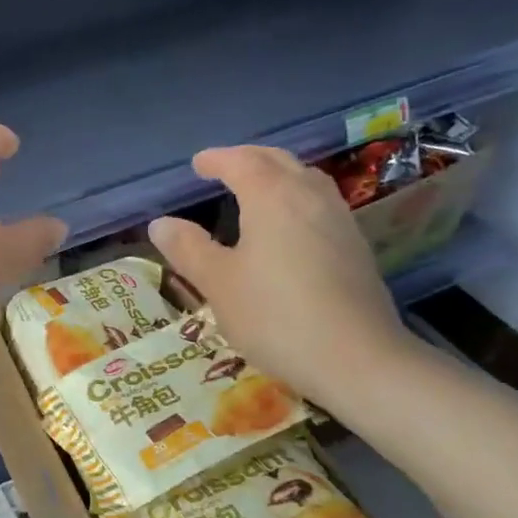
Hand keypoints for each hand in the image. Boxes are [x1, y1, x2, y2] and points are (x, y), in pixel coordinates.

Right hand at [146, 145, 415, 408]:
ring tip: (258, 189)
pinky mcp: (355, 247)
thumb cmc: (275, 316)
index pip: (241, 162)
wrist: (357, 358)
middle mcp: (309, 197)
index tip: (198, 164)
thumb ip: (188, 249)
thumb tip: (160, 223)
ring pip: (306, 179)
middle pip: (279, 161)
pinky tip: (290, 225)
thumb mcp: (218, 284)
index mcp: (272, 197)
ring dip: (278, 174)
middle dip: (249, 158)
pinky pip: (321, 203)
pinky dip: (297, 198)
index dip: (217, 159)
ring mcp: (339, 220)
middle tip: (224, 167)